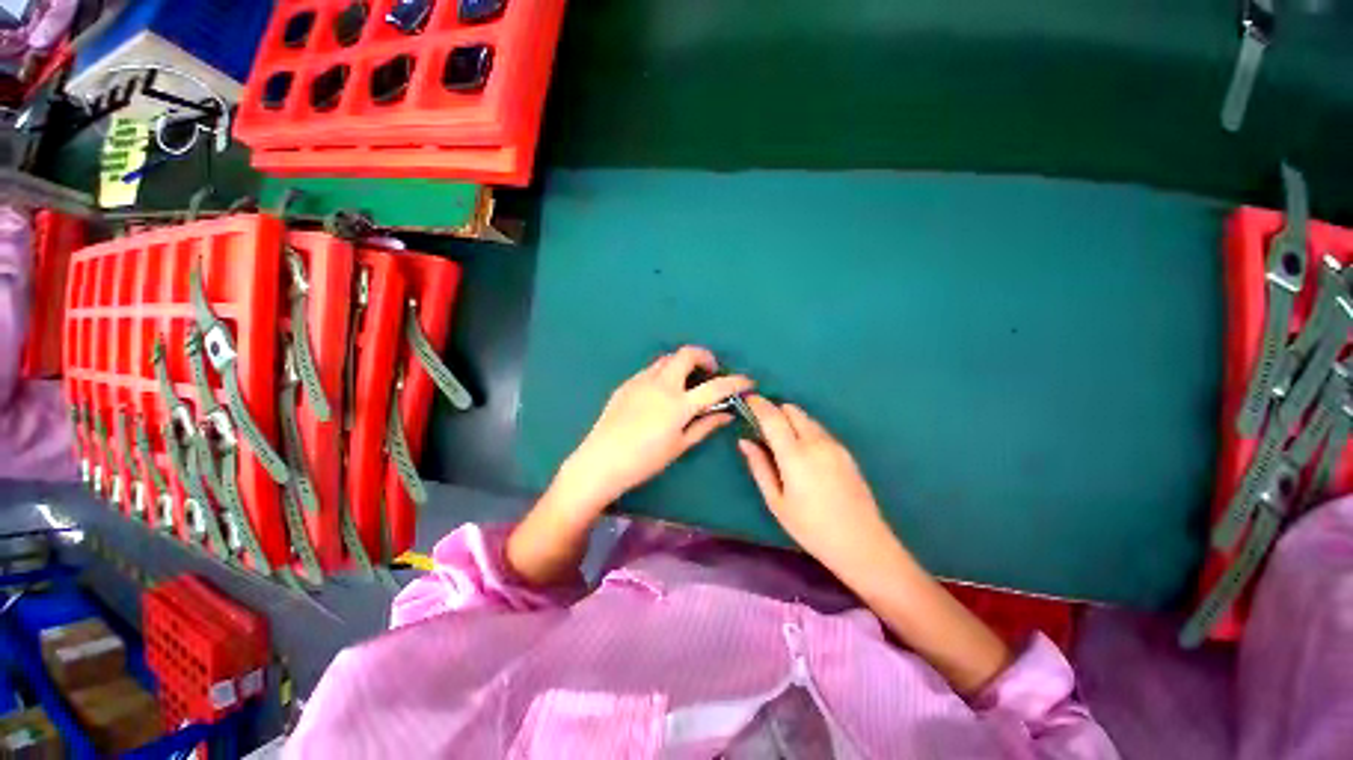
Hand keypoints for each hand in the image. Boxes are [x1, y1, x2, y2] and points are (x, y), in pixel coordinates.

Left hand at [560, 346, 753, 512]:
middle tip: (711, 372)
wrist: (600, 461)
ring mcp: (640, 381)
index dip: (735, 382)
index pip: (715, 386)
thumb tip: (726, 414)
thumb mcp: (679, 446)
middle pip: (687, 354)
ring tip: (686, 381)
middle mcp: (661, 384)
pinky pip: (650, 370)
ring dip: (682, 363)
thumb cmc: (644, 460)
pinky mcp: (626, 384)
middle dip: (705, 356)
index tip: (747, 381)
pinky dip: (663, 372)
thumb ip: (705, 426)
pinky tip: (661, 392)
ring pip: (667, 359)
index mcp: (678, 404)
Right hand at [738, 396, 889, 569]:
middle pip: (792, 410)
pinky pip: (819, 429)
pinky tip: (803, 453)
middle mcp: (816, 441)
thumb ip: (759, 467)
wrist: (863, 543)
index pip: (773, 416)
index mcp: (795, 454)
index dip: (758, 404)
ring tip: (782, 442)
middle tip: (762, 427)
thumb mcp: (776, 501)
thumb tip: (745, 442)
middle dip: (774, 411)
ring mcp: (834, 444)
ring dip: (790, 420)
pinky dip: (805, 430)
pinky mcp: (845, 451)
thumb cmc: (811, 527)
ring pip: (806, 418)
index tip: (747, 400)